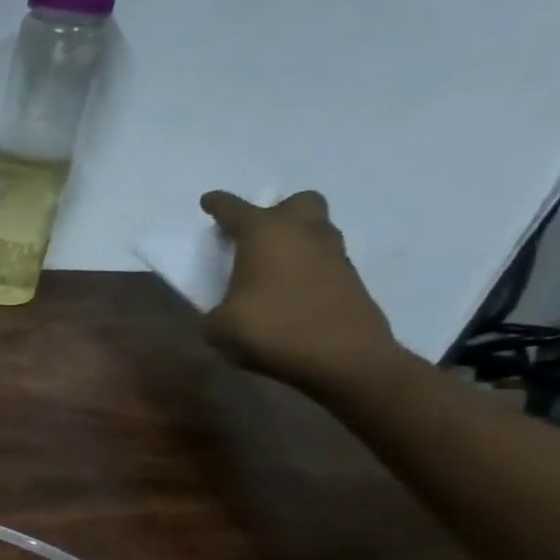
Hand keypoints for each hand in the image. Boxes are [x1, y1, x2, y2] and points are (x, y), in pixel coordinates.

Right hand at [199, 191, 400, 395]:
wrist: (344, 358)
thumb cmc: (273, 331)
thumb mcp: (220, 327)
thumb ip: (214, 311)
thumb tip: (222, 311)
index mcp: (264, 235)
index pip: (235, 209)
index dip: (219, 205)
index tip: (208, 202)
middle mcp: (302, 233)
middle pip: (296, 203)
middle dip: (276, 212)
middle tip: (256, 236)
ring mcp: (333, 254)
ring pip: (316, 228)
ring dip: (295, 238)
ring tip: (273, 266)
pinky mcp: (351, 278)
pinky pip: (324, 259)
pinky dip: (307, 266)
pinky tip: (291, 290)